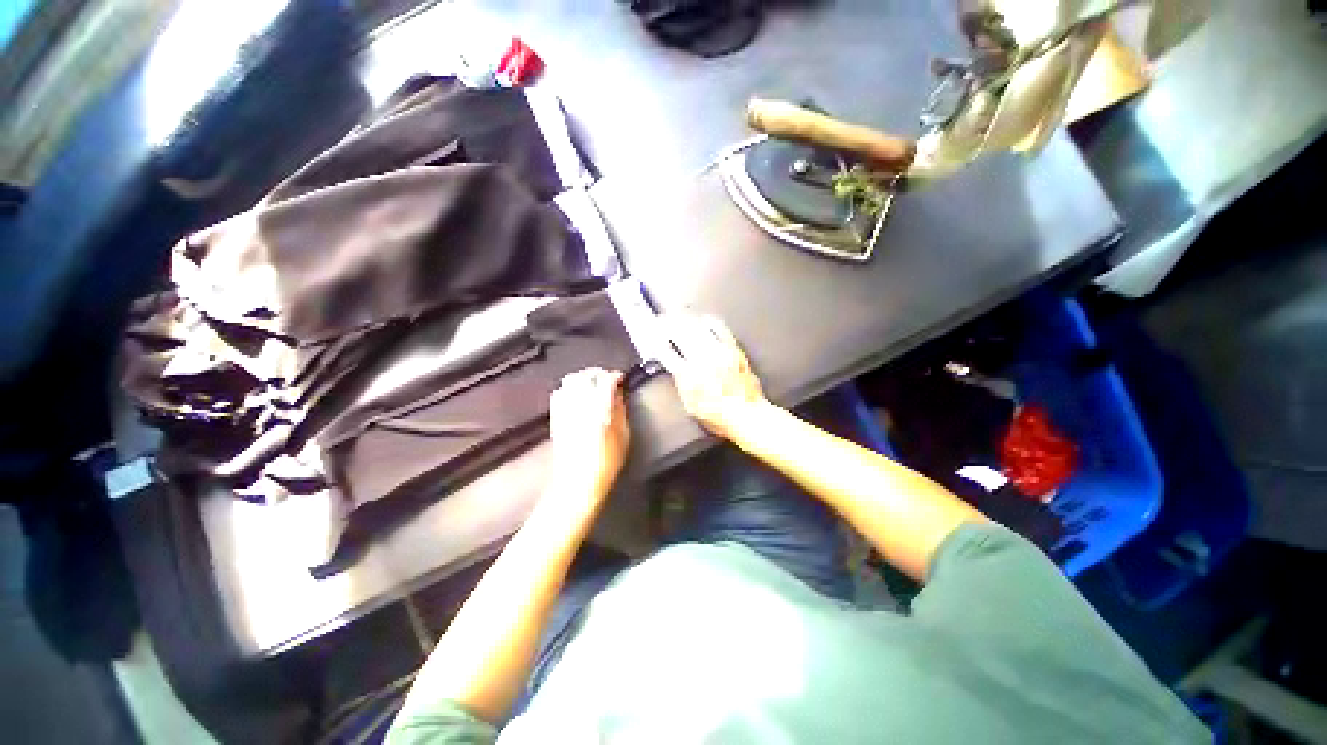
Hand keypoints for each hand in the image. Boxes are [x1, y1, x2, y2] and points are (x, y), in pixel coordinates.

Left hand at [548, 367, 629, 504]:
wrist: (578, 482)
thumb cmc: (606, 462)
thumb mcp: (623, 435)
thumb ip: (620, 410)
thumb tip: (618, 394)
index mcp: (599, 407)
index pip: (606, 380)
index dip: (615, 375)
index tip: (621, 378)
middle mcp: (580, 404)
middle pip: (586, 375)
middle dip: (598, 372)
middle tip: (608, 378)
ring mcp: (565, 409)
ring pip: (570, 380)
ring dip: (583, 377)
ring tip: (593, 383)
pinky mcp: (556, 417)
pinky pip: (559, 393)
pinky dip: (569, 388)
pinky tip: (577, 394)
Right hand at [661, 314, 768, 439]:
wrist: (747, 415)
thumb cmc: (719, 416)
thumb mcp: (690, 406)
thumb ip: (681, 384)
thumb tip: (675, 369)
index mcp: (688, 375)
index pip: (665, 351)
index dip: (655, 342)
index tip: (652, 338)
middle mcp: (702, 359)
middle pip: (679, 332)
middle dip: (666, 324)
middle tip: (661, 321)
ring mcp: (719, 352)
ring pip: (697, 327)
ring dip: (684, 319)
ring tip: (677, 317)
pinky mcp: (733, 349)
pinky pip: (720, 328)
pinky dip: (710, 322)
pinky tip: (704, 320)